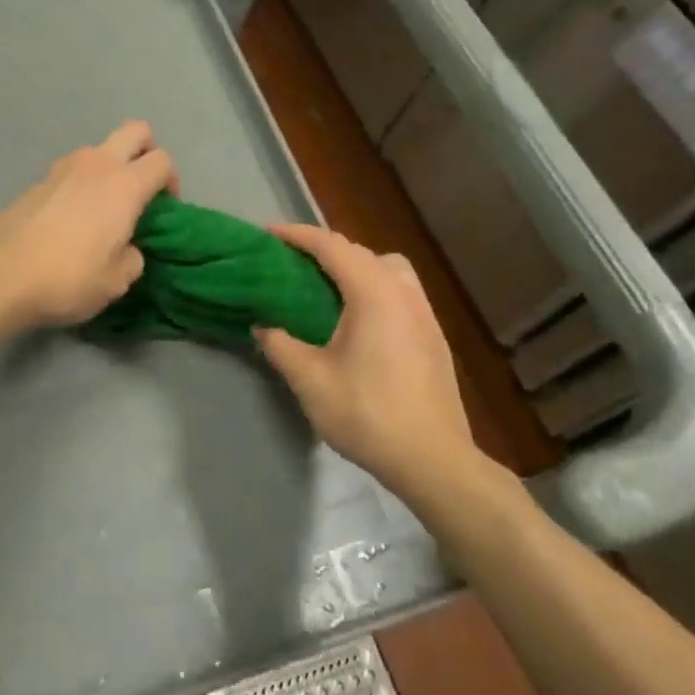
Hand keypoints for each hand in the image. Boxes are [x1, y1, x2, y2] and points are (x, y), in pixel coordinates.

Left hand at [0, 121, 176, 331]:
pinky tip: (71, 219)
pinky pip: (71, 171)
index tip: (164, 209)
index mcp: (124, 185)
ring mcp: (62, 168)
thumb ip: (132, 257)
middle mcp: (96, 165)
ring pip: (98, 150)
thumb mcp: (116, 281)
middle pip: (135, 131)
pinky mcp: (36, 181)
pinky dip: (80, 184)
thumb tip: (127, 248)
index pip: (162, 160)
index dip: (171, 181)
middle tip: (141, 188)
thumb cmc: (68, 278)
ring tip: (103, 207)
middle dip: (146, 151)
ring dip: (109, 168)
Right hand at [253, 224, 479, 495]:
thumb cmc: (367, 414)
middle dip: (323, 248)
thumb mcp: (310, 380)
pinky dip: (373, 287)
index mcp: (374, 293)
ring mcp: (424, 313)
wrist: (432, 459)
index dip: (297, 236)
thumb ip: (280, 345)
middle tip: (290, 263)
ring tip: (326, 288)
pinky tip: (356, 319)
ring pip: (387, 268)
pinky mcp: (433, 335)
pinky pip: (398, 291)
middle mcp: (403, 292)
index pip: (331, 246)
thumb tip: (262, 325)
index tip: (267, 235)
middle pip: (361, 251)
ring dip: (354, 266)